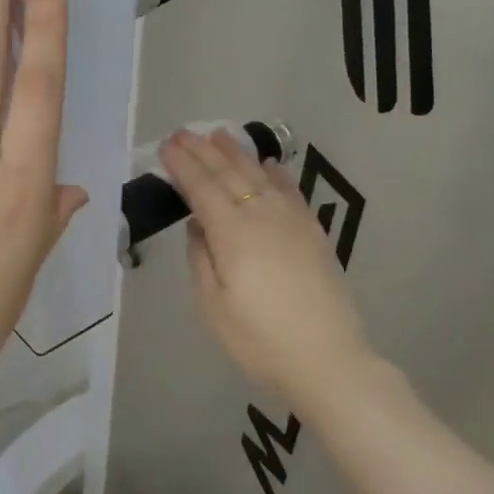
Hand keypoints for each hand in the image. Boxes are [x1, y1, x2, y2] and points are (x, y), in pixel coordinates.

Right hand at [159, 129, 400, 410]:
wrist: (327, 361)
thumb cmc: (259, 339)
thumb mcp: (212, 305)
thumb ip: (201, 257)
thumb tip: (198, 224)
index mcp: (231, 232)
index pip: (201, 188)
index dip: (182, 165)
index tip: (165, 146)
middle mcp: (262, 215)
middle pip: (228, 174)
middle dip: (203, 151)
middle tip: (183, 133)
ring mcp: (292, 221)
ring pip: (260, 175)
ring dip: (237, 153)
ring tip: (219, 135)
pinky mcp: (313, 233)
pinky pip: (291, 191)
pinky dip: (276, 173)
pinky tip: (269, 164)